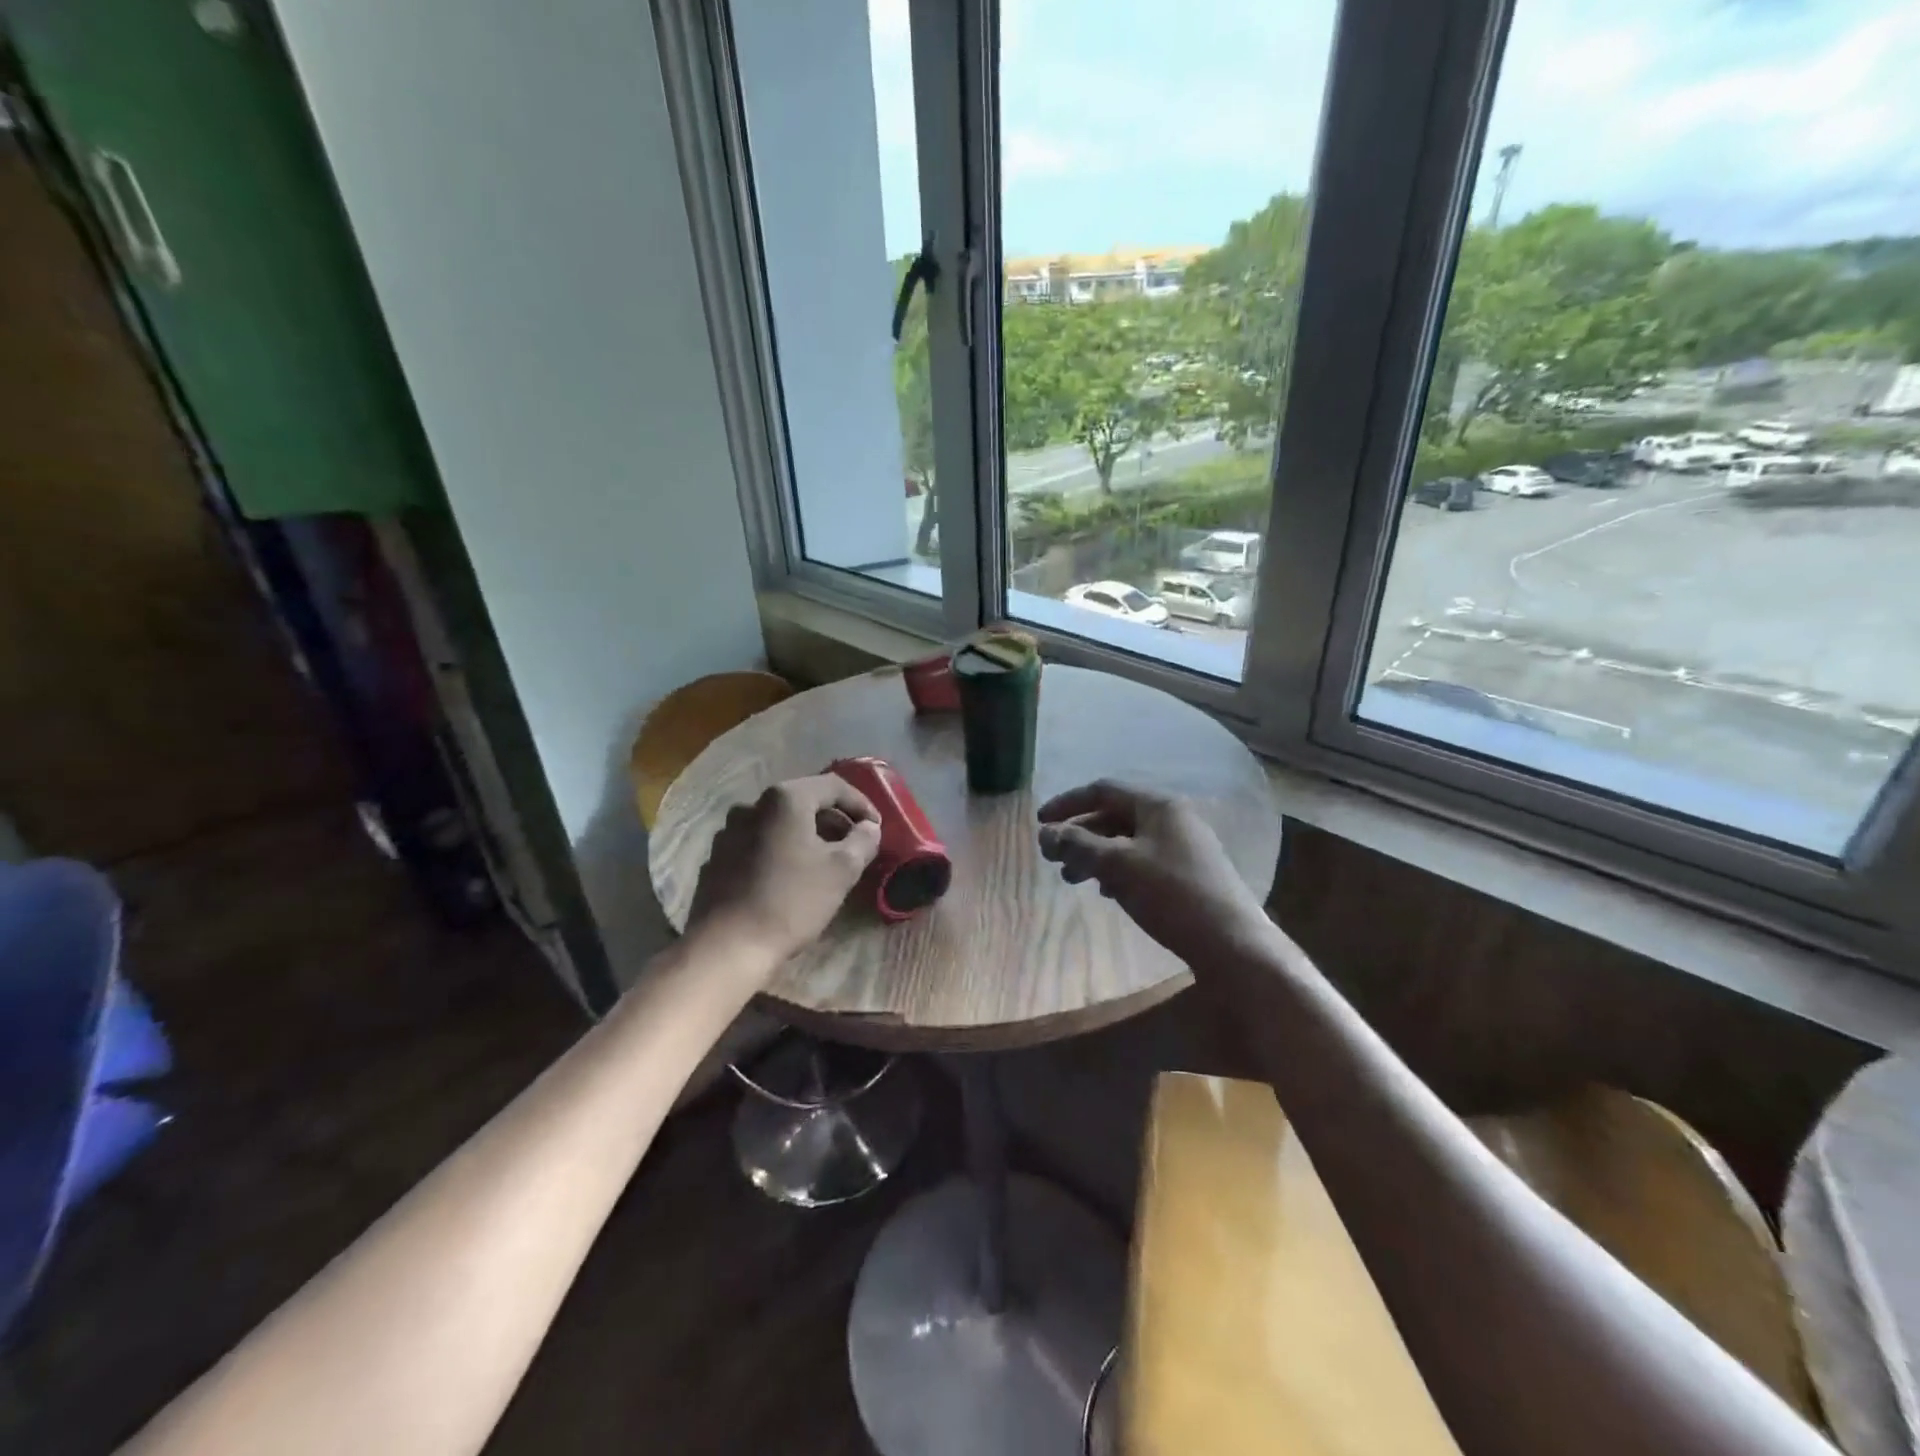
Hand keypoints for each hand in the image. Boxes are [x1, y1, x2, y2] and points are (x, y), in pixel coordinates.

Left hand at [688, 774, 881, 970]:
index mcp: (785, 799)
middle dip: (834, 820)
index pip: (833, 786)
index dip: (861, 804)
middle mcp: (752, 805)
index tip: (877, 828)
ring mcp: (729, 831)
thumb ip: (863, 840)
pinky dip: (781, 850)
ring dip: (807, 835)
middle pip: (804, 801)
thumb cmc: (792, 901)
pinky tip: (790, 876)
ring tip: (824, 861)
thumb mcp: (842, 870)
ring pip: (779, 823)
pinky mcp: (717, 857)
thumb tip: (869, 827)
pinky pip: (759, 843)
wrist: (728, 946)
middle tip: (855, 844)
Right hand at [1037, 780, 1271, 967]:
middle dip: (1079, 835)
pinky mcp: (1187, 872)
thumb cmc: (1171, 894)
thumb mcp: (1118, 865)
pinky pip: (1142, 860)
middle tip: (1054, 859)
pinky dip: (1118, 870)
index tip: (1040, 824)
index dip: (1067, 804)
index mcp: (1158, 805)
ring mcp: (1183, 845)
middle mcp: (1172, 817)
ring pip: (1126, 841)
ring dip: (1095, 855)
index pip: (1103, 790)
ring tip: (1073, 880)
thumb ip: (1079, 844)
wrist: (1232, 943)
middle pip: (1113, 816)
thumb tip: (1045, 833)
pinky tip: (1107, 892)